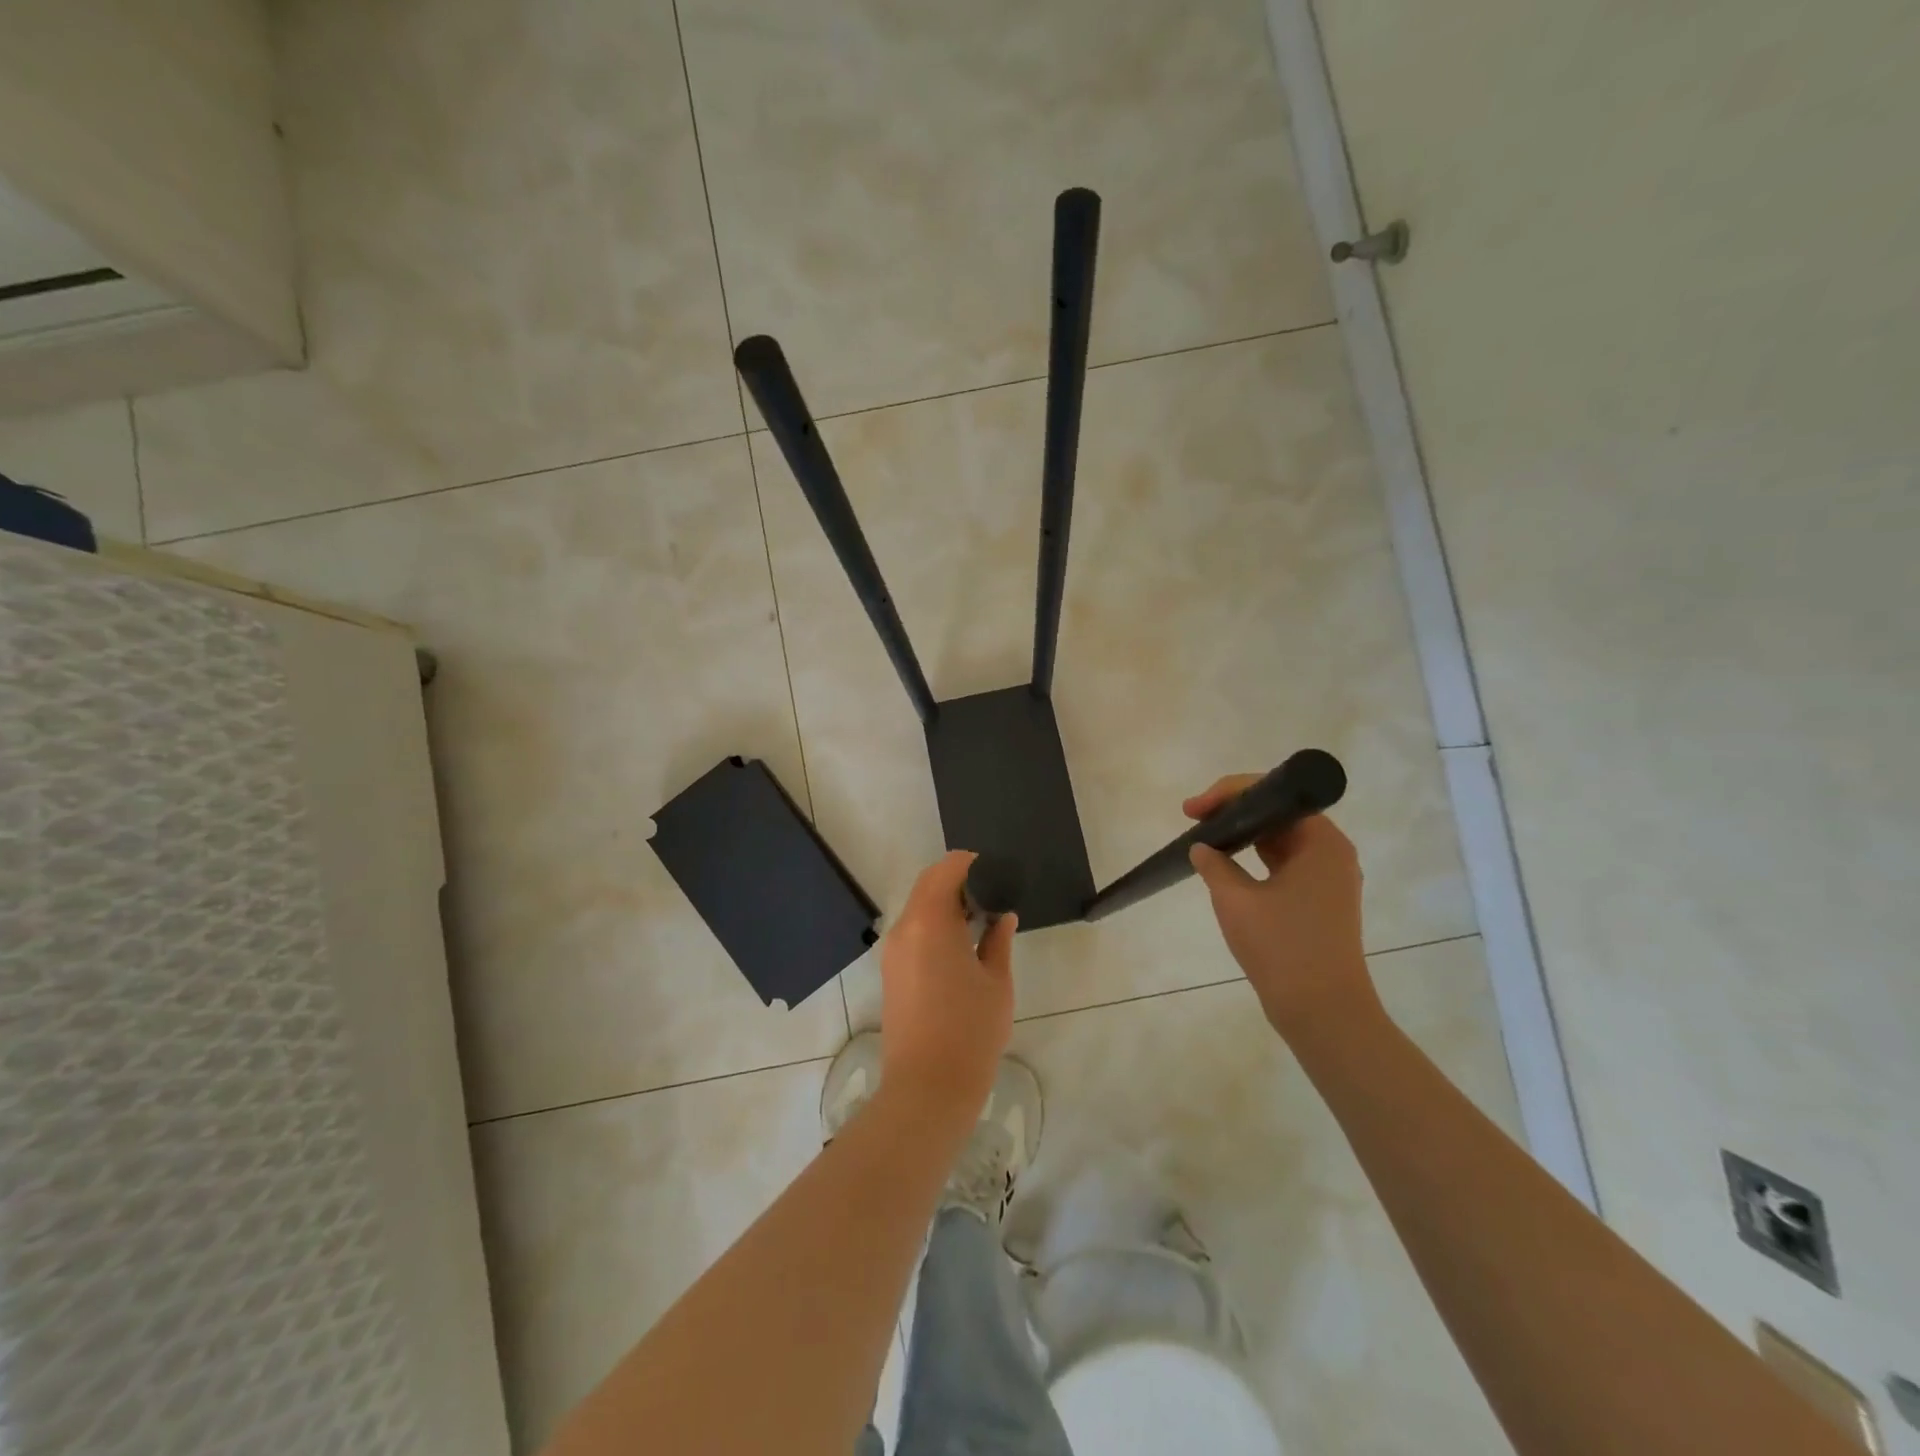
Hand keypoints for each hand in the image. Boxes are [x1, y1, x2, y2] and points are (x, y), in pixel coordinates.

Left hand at [879, 851, 1017, 1119]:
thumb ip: (998, 941)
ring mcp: (893, 951)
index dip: (970, 863)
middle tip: (991, 894)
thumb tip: (1002, 916)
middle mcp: (904, 928)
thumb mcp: (996, 982)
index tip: (995, 870)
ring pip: (918, 908)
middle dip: (958, 882)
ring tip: (980, 919)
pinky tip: (961, 944)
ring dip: (945, 904)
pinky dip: (934, 925)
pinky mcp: (890, 972)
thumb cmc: (970, 1031)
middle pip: (928, 885)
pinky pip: (912, 931)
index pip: (946, 870)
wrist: (927, 1088)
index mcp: (930, 921)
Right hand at [1183, 776, 1380, 1037]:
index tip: (1192, 810)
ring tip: (1205, 838)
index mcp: (1321, 841)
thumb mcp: (1236, 901)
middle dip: (1233, 811)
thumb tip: (1201, 848)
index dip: (1227, 794)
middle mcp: (1331, 852)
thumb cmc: (1283, 949)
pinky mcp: (1320, 901)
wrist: (1323, 1012)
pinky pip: (1284, 865)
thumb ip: (1214, 865)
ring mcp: (1328, 878)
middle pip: (1277, 813)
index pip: (1272, 795)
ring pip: (1280, 840)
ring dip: (1243, 836)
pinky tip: (1227, 865)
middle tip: (1193, 819)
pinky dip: (1255, 859)